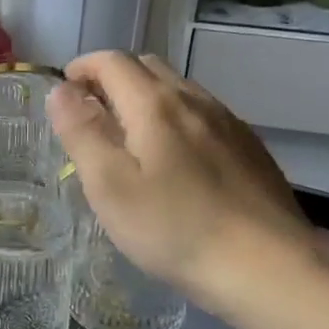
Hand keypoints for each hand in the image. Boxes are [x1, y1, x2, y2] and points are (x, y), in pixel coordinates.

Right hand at [48, 52, 328, 319]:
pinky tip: (175, 161)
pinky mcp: (249, 148)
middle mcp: (194, 99)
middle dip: (111, 79)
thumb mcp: (109, 185)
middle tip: (90, 116)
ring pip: (178, 90)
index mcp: (155, 104)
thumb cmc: (174, 228)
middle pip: (147, 67)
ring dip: (144, 98)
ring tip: (128, 138)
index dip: (81, 68)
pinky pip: (202, 115)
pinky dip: (175, 119)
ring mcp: (227, 122)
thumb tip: (60, 91)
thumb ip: (82, 132)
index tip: (63, 93)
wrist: (268, 267)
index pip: (111, 61)